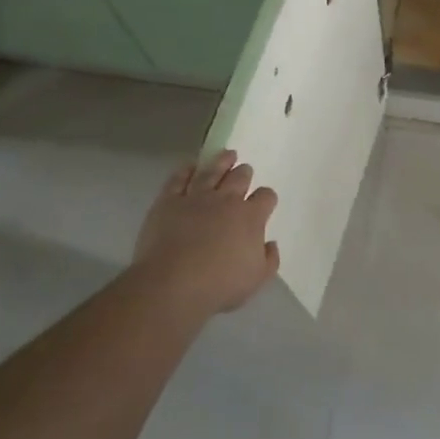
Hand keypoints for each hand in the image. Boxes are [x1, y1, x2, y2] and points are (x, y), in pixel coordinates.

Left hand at [131, 150, 279, 314]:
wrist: (174, 283)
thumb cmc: (219, 284)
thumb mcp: (256, 279)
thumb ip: (269, 260)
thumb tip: (270, 244)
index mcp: (251, 217)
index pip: (265, 198)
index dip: (266, 197)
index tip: (265, 201)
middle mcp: (226, 200)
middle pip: (239, 178)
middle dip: (244, 173)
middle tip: (245, 170)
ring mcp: (196, 197)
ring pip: (212, 171)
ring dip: (221, 161)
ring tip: (227, 154)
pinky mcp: (169, 201)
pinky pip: (179, 179)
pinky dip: (186, 170)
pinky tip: (191, 166)